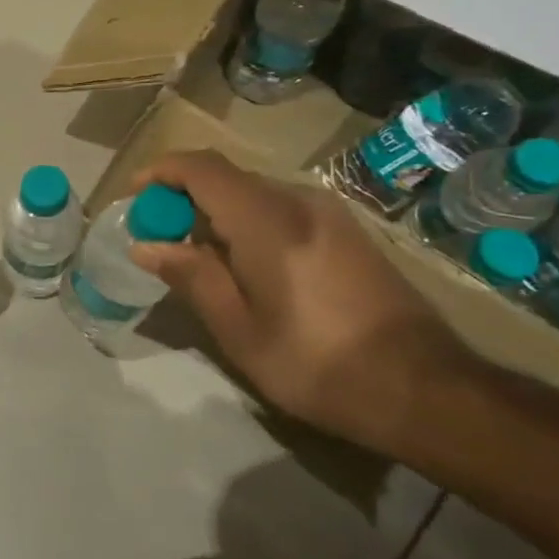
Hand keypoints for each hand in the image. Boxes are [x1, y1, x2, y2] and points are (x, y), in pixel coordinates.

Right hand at [129, 149, 473, 449]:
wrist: (426, 390)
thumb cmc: (318, 363)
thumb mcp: (239, 329)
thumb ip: (191, 276)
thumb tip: (146, 245)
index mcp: (267, 220)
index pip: (201, 168)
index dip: (160, 172)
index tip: (133, 198)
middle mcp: (299, 201)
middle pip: (226, 178)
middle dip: (182, 197)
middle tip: (157, 237)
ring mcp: (329, 214)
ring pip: (253, 193)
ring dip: (215, 212)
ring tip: (196, 257)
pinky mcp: (347, 232)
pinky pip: (280, 209)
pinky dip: (246, 222)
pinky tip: (244, 265)